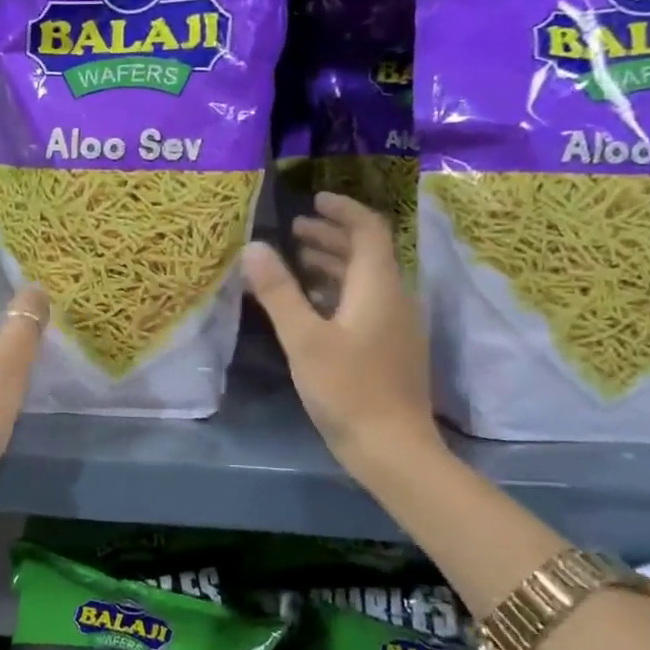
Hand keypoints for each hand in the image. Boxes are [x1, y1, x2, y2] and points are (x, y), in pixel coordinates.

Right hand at [242, 192, 440, 481]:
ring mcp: (395, 326)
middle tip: (294, 230)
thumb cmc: (347, 390)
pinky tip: (312, 306)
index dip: (343, 210)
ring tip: (296, 261)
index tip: (313, 200)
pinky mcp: (390, 349)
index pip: (369, 230)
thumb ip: (279, 292)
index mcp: (379, 287)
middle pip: (366, 253)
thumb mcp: (305, 339)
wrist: (393, 449)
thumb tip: (254, 247)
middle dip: (331, 236)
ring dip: (333, 264)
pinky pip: (365, 304)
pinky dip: (338, 292)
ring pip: (365, 280)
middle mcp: (394, 298)